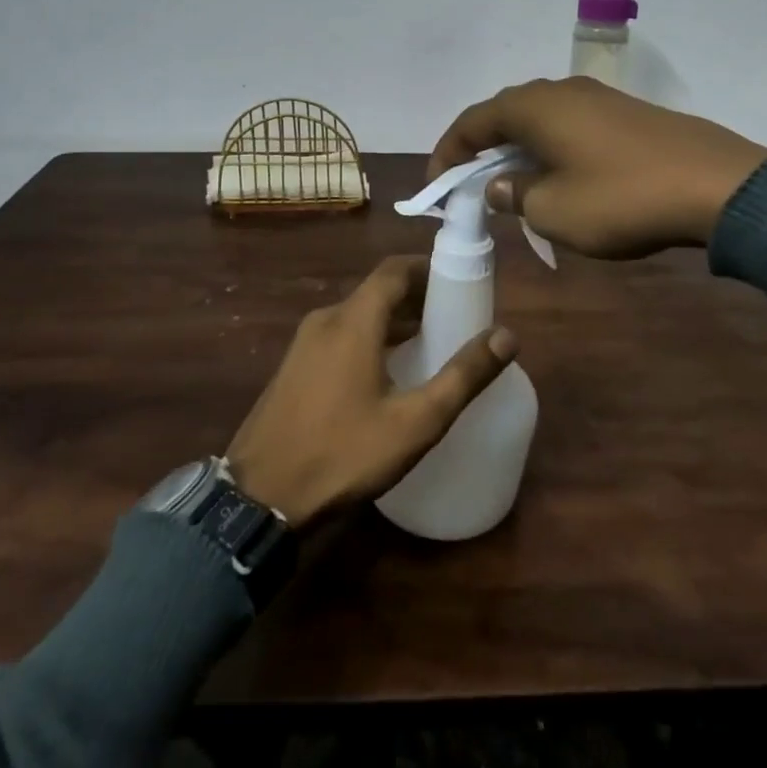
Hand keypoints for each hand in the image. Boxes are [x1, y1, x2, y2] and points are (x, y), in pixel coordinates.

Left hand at [227, 256, 516, 527]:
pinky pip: (339, 336)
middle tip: (454, 317)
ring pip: (357, 315)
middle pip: (377, 291)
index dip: (428, 268)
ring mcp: (303, 344)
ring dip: (393, 320)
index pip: (394, 270)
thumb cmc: (343, 453)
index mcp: (353, 321)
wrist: (258, 499)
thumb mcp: (415, 421)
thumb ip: (463, 376)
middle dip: (417, 297)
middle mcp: (325, 320)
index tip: (460, 281)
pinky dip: (369, 338)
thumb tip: (507, 335)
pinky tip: (387, 373)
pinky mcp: (293, 368)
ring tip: (429, 343)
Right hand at [429, 77, 766, 258]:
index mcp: (533, 107)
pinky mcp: (627, 114)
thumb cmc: (620, 198)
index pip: (472, 121)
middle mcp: (561, 92)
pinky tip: (561, 179)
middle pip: (504, 115)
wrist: (716, 186)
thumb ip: (516, 195)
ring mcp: (598, 99)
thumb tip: (500, 184)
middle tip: (470, 186)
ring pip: (540, 121)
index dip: (447, 152)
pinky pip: (570, 127)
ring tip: (513, 186)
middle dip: (481, 150)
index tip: (437, 186)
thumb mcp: (553, 210)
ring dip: (518, 151)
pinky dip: (551, 150)